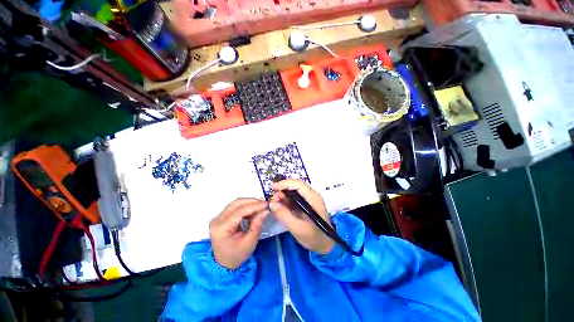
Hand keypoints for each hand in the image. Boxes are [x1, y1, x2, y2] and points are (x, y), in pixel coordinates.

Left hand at [210, 198, 268, 268]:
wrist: (224, 263)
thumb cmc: (237, 255)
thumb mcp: (250, 242)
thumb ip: (257, 225)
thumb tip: (266, 211)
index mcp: (221, 228)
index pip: (240, 211)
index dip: (254, 206)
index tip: (266, 204)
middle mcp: (217, 220)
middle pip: (236, 203)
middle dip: (252, 202)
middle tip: (264, 204)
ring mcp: (218, 217)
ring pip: (236, 203)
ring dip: (249, 202)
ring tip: (260, 207)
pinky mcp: (221, 216)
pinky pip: (235, 206)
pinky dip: (245, 206)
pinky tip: (253, 210)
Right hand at [270, 179, 333, 253]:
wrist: (325, 244)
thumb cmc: (313, 237)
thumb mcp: (297, 228)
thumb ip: (284, 215)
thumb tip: (272, 203)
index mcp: (313, 198)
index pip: (298, 184)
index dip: (284, 183)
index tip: (273, 187)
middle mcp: (312, 195)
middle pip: (295, 185)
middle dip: (282, 190)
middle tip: (273, 199)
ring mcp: (309, 199)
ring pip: (294, 191)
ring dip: (283, 195)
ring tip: (275, 203)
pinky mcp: (306, 203)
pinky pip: (295, 197)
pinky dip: (286, 200)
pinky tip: (281, 206)